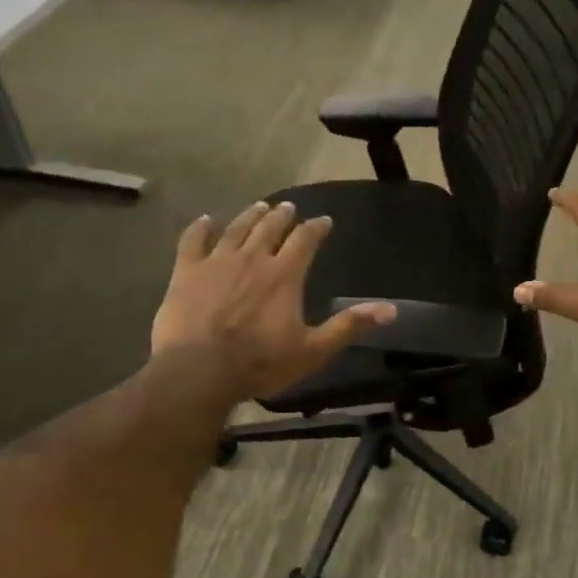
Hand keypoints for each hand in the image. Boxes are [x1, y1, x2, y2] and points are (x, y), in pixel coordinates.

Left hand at [150, 201, 394, 400]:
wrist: (199, 371)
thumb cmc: (261, 363)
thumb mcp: (314, 350)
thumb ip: (350, 326)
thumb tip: (391, 310)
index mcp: (285, 275)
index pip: (306, 240)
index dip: (316, 228)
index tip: (324, 221)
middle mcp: (253, 259)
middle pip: (270, 228)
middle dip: (282, 216)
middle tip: (288, 208)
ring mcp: (217, 262)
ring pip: (237, 229)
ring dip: (250, 216)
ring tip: (260, 206)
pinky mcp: (186, 272)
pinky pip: (193, 240)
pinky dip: (200, 228)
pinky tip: (205, 220)